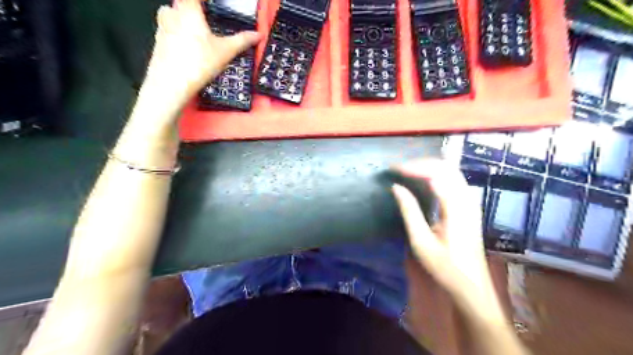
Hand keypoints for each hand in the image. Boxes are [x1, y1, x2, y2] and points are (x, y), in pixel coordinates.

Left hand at [143, 0, 262, 107]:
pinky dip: (177, 34)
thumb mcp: (226, 52)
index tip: (214, 6)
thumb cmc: (199, 62)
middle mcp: (171, 13)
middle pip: (182, 3)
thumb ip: (242, 40)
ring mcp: (161, 27)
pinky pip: (168, 31)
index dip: (205, 1)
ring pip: (171, 15)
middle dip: (194, 9)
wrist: (171, 83)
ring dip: (182, 19)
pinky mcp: (158, 42)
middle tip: (206, 19)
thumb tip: (259, 35)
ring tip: (197, 34)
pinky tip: (187, 49)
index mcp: (188, 10)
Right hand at [395, 160, 501, 314]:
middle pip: (446, 167)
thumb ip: (409, 211)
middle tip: (399, 168)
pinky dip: (436, 174)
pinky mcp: (469, 205)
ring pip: (451, 171)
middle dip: (421, 163)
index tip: (394, 169)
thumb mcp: (421, 242)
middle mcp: (467, 199)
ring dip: (428, 167)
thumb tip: (396, 187)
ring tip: (407, 171)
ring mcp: (471, 201)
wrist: (471, 284)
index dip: (414, 167)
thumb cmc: (445, 266)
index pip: (436, 174)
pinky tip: (423, 180)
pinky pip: (453, 180)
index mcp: (456, 208)